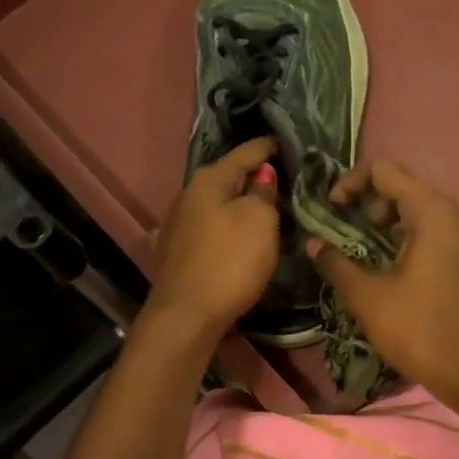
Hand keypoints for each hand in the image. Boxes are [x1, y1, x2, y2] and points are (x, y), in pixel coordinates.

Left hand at [147, 138, 281, 341]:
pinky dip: (218, 228)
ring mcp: (173, 225)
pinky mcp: (171, 253)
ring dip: (234, 204)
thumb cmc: (230, 262)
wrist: (186, 316)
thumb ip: (264, 193)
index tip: (286, 142)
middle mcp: (186, 195)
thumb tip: (262, 175)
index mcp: (208, 180)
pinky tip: (223, 235)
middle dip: (251, 177)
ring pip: (212, 205)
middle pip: (226, 178)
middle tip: (281, 179)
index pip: (245, 153)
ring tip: (259, 208)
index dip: (268, 147)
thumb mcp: (259, 221)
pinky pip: (202, 230)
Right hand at [309, 159, 458, 417]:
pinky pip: (432, 234)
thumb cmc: (422, 330)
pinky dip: (405, 240)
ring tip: (360, 254)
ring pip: (418, 213)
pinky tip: (388, 271)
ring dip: (385, 225)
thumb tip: (313, 244)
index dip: (350, 183)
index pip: (384, 170)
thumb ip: (337, 264)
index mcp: (432, 212)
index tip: (330, 211)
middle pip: (403, 188)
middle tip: (345, 234)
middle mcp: (454, 215)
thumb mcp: (370, 298)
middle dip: (367, 204)